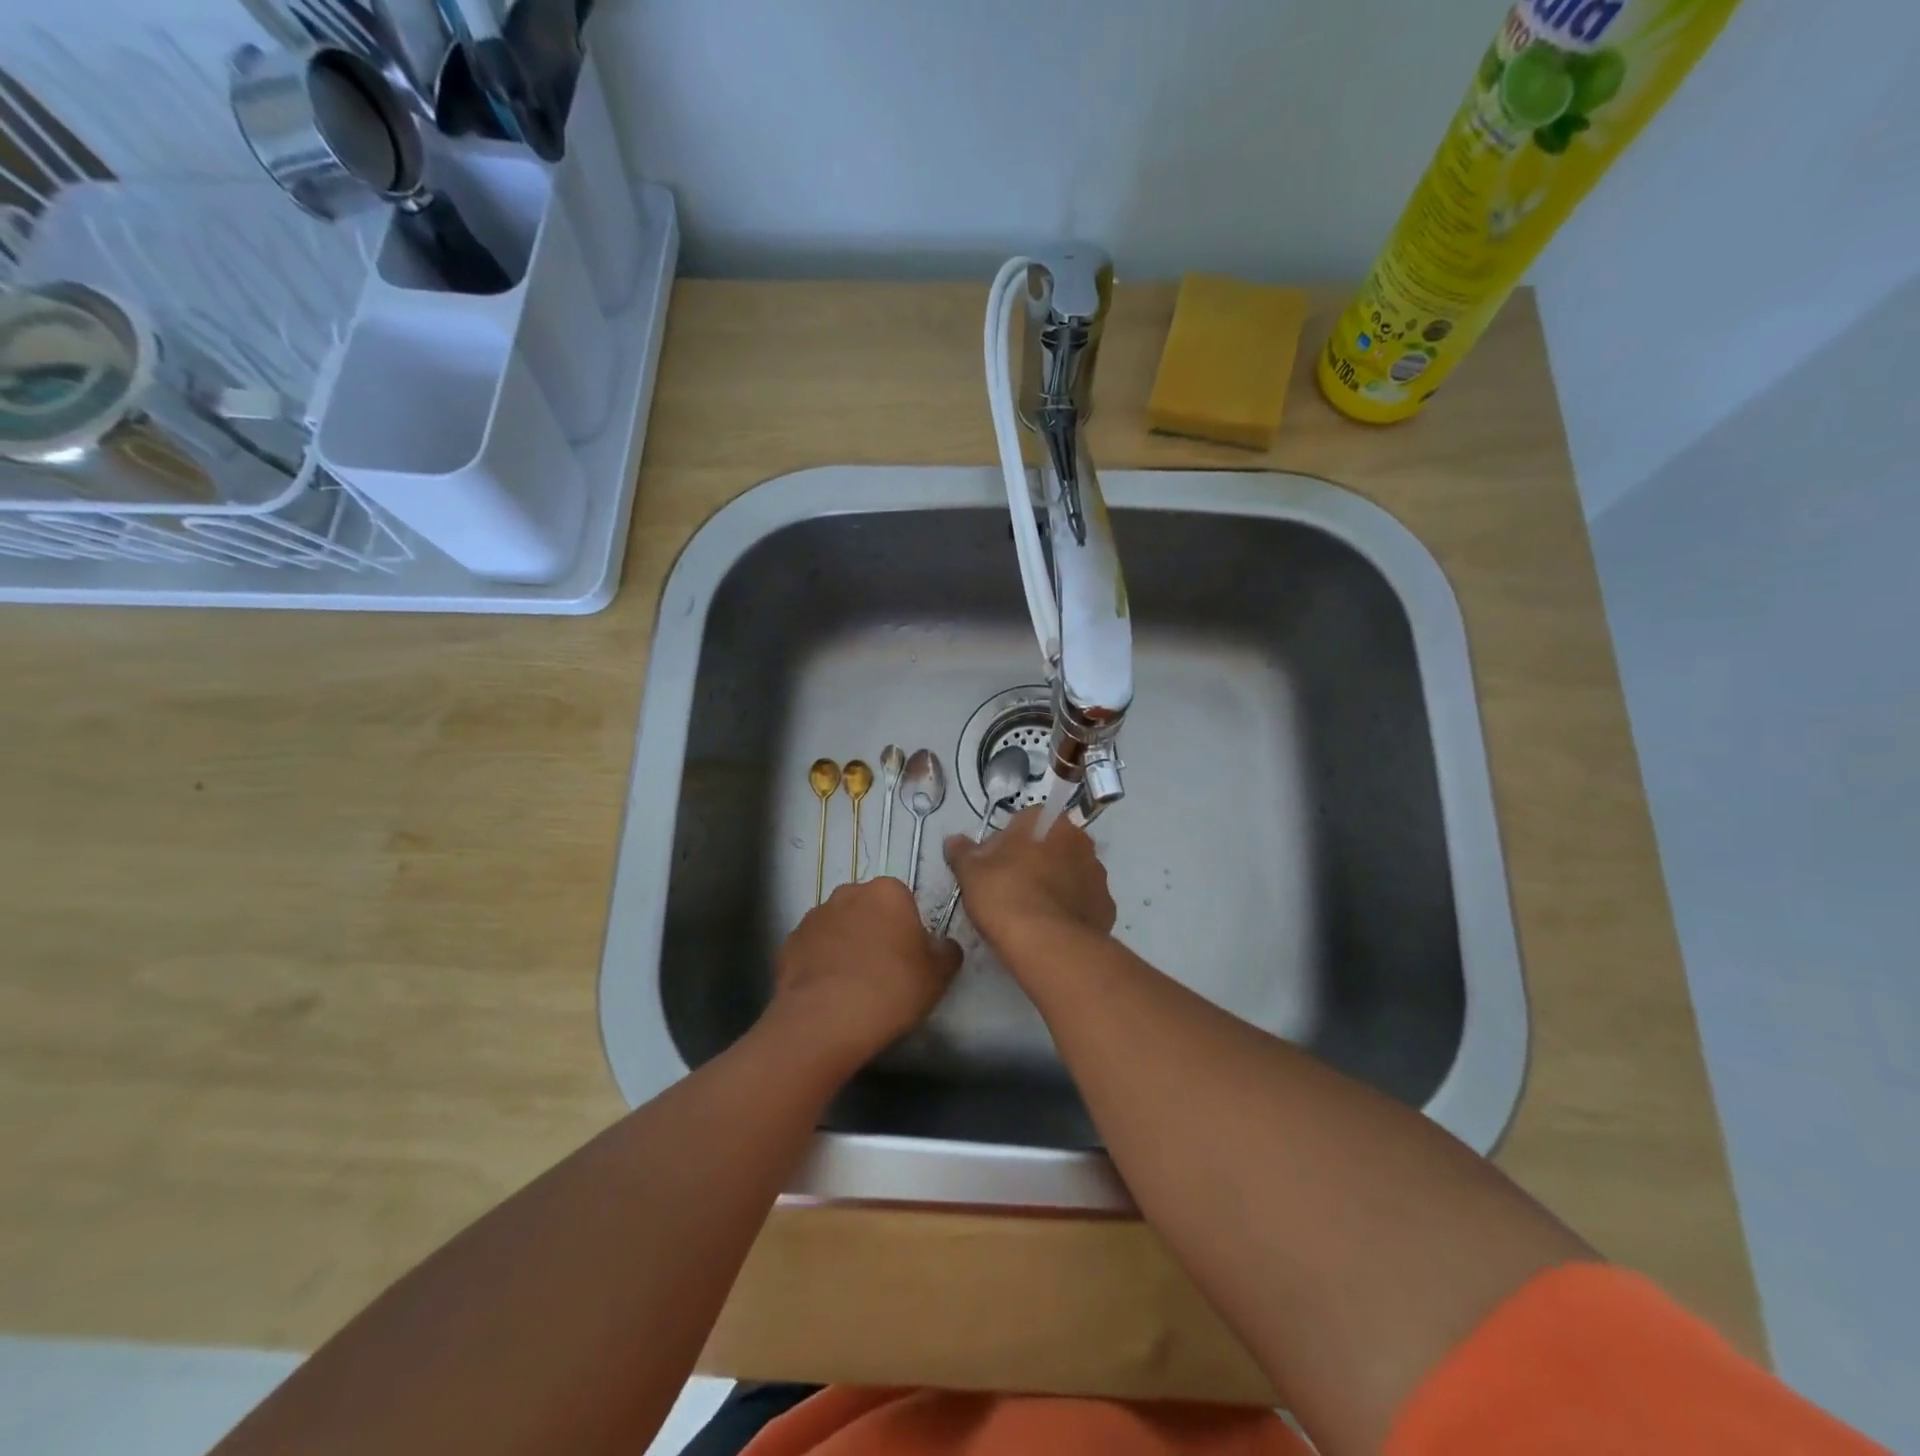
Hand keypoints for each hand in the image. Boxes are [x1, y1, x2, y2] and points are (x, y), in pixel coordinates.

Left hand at [768, 878, 961, 1075]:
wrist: (824, 1021)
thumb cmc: (891, 989)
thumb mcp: (939, 975)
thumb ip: (947, 952)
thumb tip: (942, 946)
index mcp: (887, 891)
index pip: (903, 901)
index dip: (908, 929)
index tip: (909, 958)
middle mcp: (848, 893)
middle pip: (868, 909)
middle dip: (875, 932)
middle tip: (884, 971)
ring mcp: (814, 916)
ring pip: (838, 927)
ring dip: (846, 946)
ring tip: (853, 986)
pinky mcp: (789, 943)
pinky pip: (813, 949)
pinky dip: (820, 964)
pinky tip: (828, 993)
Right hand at [945, 808, 1115, 964]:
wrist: (1045, 943)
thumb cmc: (1004, 894)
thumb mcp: (970, 872)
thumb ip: (962, 852)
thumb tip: (954, 841)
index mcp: (1049, 822)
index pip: (1027, 821)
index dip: (1008, 841)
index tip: (995, 864)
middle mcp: (1080, 840)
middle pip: (1052, 845)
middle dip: (1036, 861)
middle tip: (1010, 887)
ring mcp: (1098, 875)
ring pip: (1071, 873)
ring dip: (1055, 885)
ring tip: (1031, 912)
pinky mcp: (1107, 907)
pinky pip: (1083, 902)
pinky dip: (1070, 911)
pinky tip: (1050, 927)